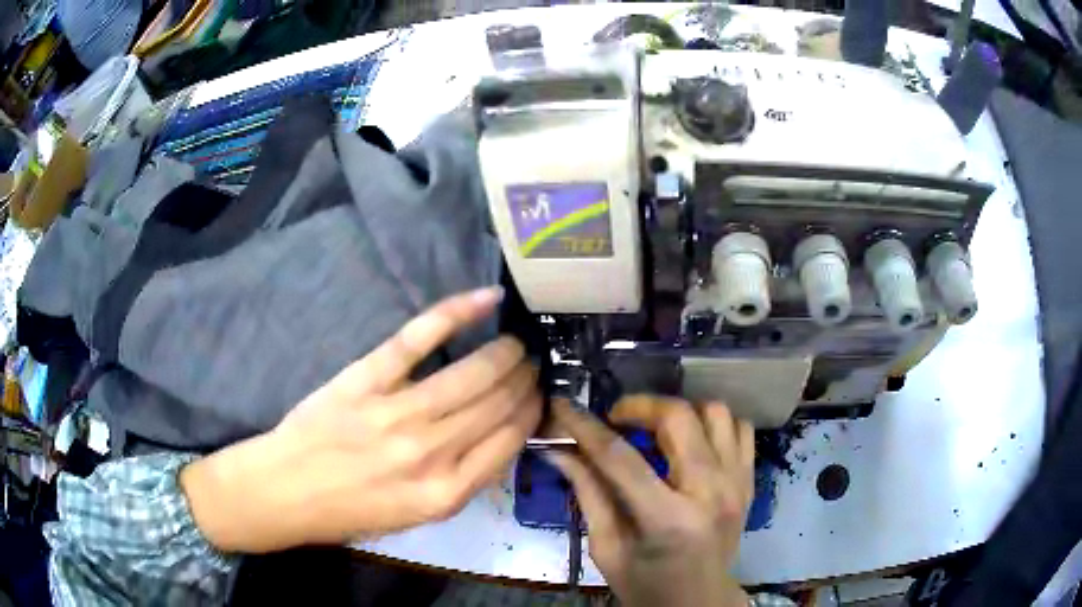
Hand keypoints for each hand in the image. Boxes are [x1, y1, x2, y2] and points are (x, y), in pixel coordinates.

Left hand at [181, 287, 542, 552]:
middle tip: (533, 363)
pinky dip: (455, 314)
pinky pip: (418, 340)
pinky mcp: (365, 379)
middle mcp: (429, 454)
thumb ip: (461, 483)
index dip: (531, 412)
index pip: (509, 442)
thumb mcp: (415, 517)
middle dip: (524, 379)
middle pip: (495, 405)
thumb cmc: (349, 511)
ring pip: (469, 373)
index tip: (539, 396)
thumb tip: (500, 441)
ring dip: (503, 352)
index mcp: (445, 495)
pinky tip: (485, 299)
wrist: (285, 492)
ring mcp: (396, 413)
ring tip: (516, 342)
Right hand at [547, 396, 753, 606]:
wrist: (699, 602)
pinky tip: (691, 439)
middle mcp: (711, 493)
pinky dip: (712, 423)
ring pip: (715, 413)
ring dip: (679, 411)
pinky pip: (740, 428)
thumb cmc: (646, 585)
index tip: (563, 406)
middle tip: (615, 419)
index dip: (586, 427)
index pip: (620, 458)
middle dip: (639, 406)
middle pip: (678, 418)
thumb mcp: (607, 549)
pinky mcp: (750, 481)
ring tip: (655, 428)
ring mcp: (738, 484)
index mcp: (667, 520)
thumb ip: (588, 494)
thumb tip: (560, 449)